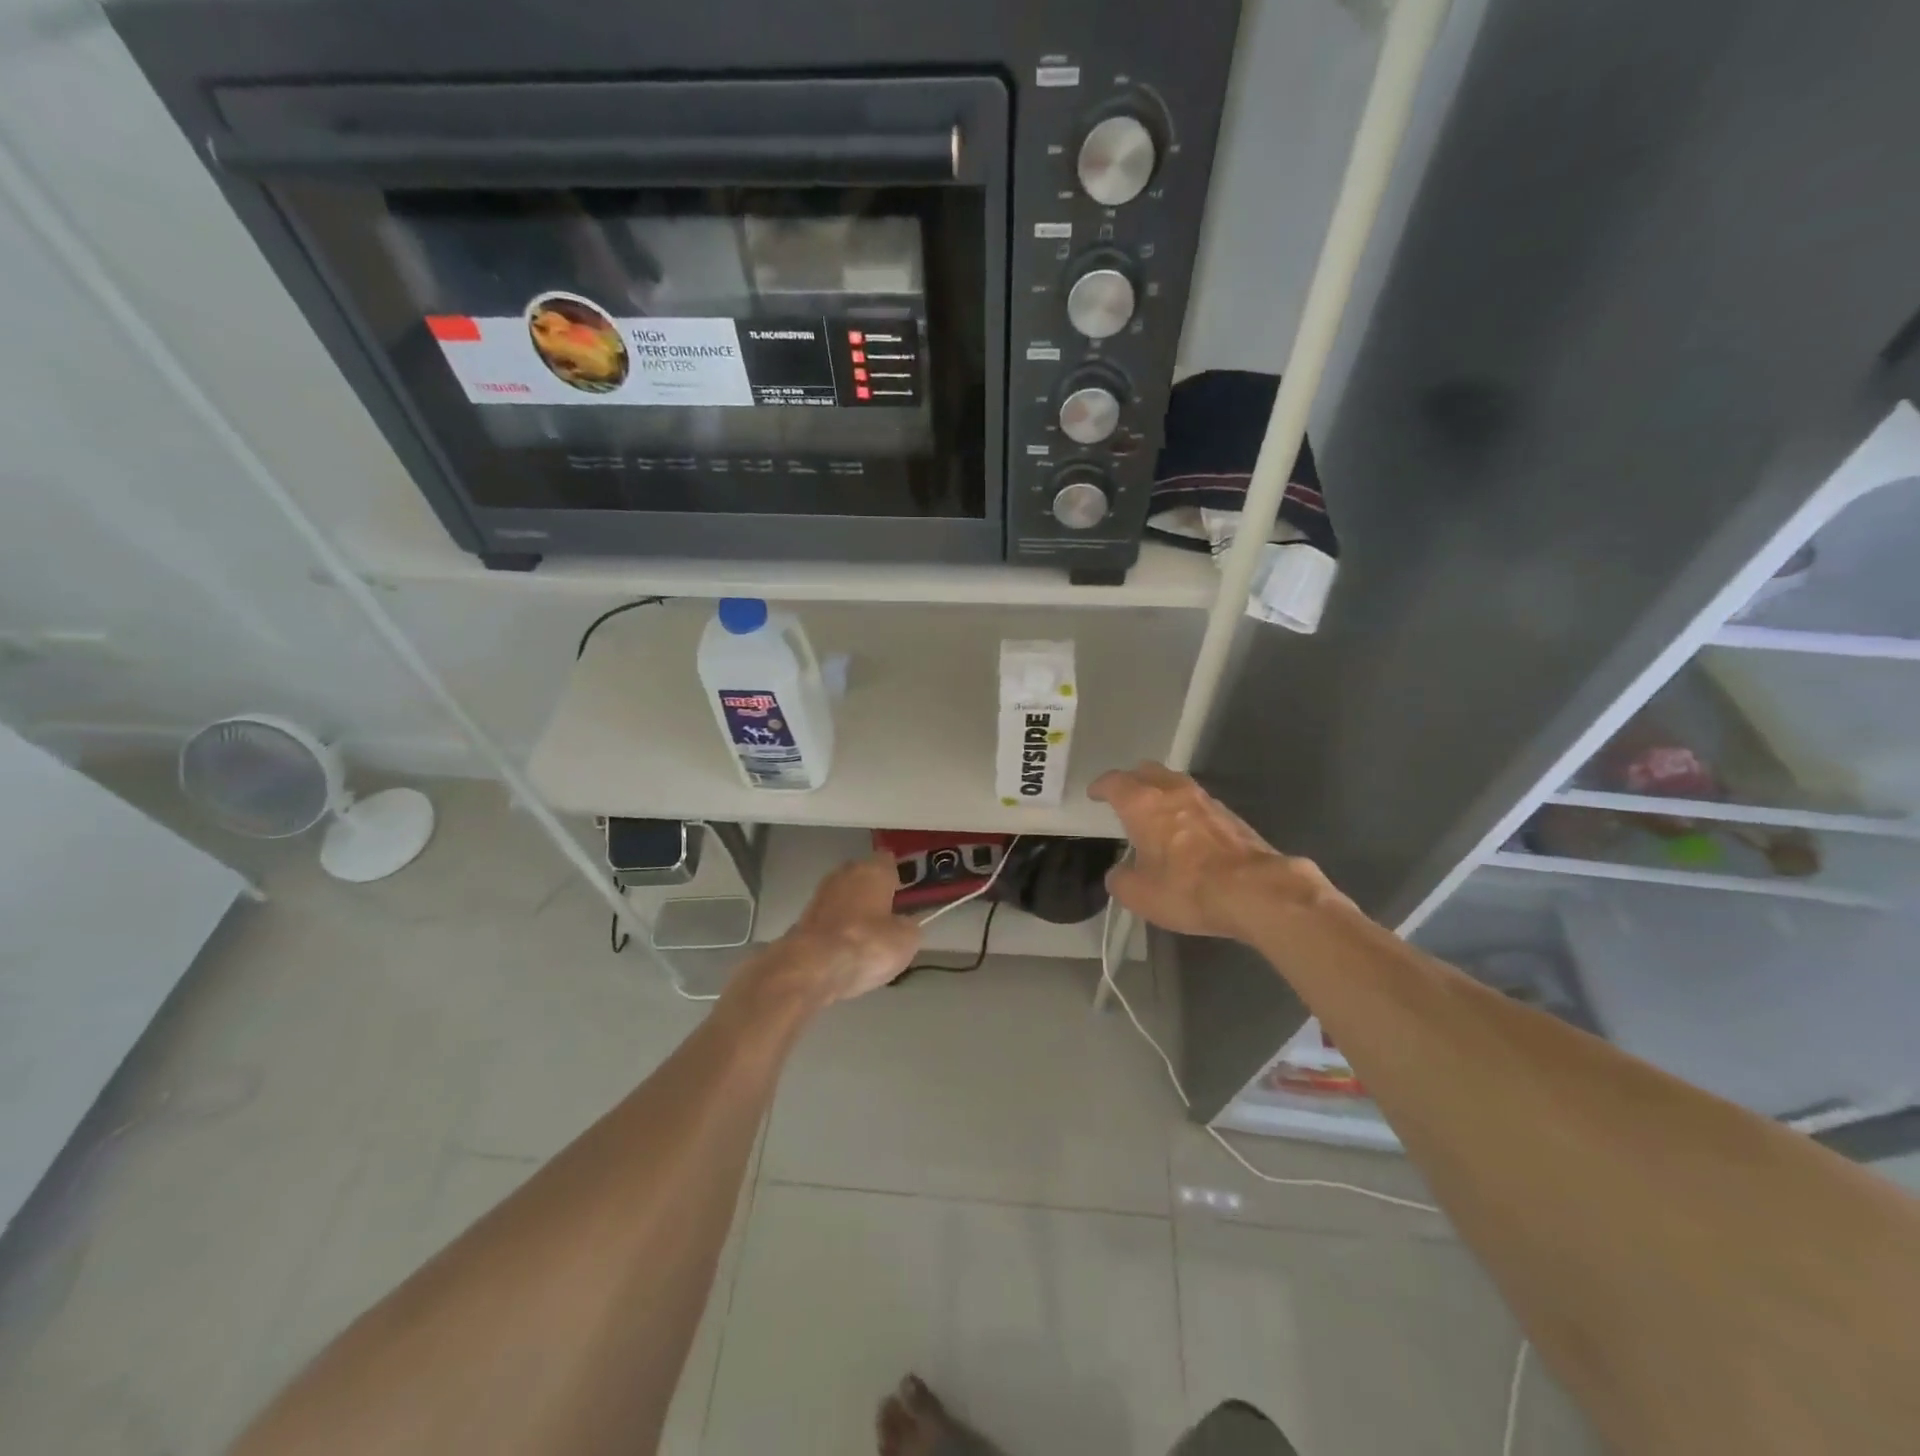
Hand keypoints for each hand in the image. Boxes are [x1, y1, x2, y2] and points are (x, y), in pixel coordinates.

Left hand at [767, 853, 920, 1006]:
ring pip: (844, 897)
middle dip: (874, 893)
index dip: (898, 878)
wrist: (814, 967)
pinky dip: (838, 929)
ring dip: (854, 911)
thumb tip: (904, 924)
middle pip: (864, 877)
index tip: (906, 895)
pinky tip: (846, 949)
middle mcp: (845, 873)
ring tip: (867, 937)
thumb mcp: (907, 939)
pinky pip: (830, 918)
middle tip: (888, 917)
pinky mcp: (803, 917)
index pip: (889, 862)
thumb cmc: (869, 944)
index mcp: (874, 869)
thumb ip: (909, 925)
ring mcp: (820, 893)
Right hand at [1090, 762, 1348, 940]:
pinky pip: (1198, 803)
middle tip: (1124, 796)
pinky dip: (1185, 810)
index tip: (1094, 794)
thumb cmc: (1186, 889)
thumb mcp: (1138, 895)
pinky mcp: (1231, 816)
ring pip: (1175, 784)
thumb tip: (1121, 872)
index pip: (1114, 782)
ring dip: (1162, 793)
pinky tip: (1186, 832)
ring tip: (1155, 813)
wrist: (1255, 891)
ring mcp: (1206, 800)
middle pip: (1147, 771)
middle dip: (1132, 781)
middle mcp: (1173, 792)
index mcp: (1143, 804)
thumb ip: (1121, 879)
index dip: (1101, 787)